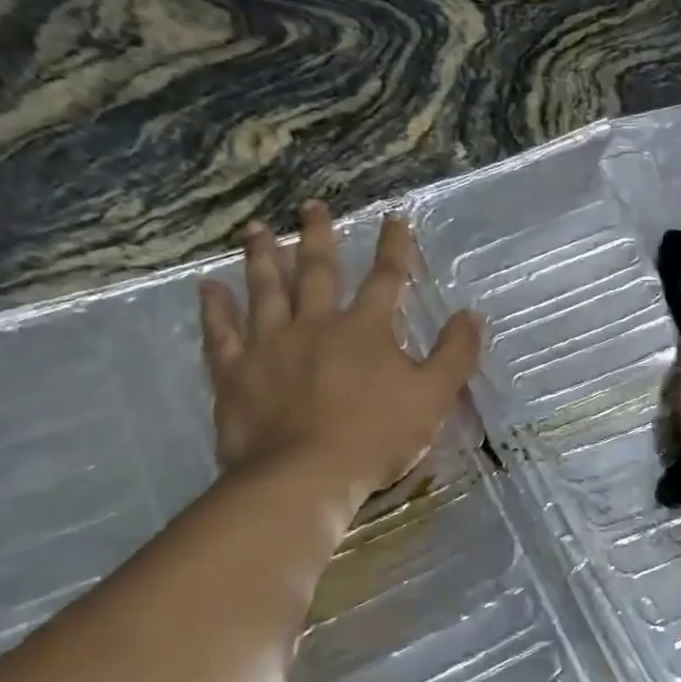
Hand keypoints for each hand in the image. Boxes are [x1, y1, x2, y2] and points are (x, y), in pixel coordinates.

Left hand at [199, 201, 482, 506]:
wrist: (304, 476)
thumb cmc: (375, 437)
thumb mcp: (433, 397)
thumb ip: (454, 354)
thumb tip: (471, 314)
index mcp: (365, 329)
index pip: (386, 278)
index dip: (394, 247)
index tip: (394, 217)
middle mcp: (315, 324)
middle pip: (317, 271)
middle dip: (317, 236)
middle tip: (310, 205)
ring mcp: (269, 345)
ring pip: (265, 290)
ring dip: (261, 256)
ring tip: (255, 228)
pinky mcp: (235, 372)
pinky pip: (220, 333)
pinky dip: (215, 309)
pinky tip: (208, 287)